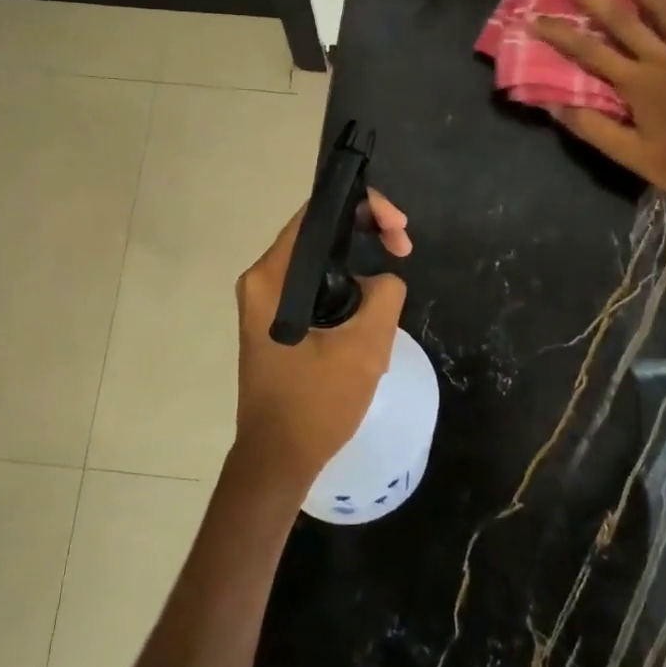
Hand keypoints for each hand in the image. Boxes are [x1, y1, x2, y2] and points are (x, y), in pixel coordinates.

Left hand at [228, 189, 410, 494]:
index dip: (364, 207)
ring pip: (320, 265)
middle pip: (319, 236)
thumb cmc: (316, 404)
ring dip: (359, 273)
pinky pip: (314, 291)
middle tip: (404, 250)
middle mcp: (262, 281)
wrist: (278, 460)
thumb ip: (385, 295)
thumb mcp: (365, 347)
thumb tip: (384, 278)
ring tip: (388, 301)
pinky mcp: (275, 324)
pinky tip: (368, 323)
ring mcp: (265, 304)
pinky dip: (345, 295)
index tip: (398, 230)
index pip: (317, 214)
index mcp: (271, 277)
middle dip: (366, 236)